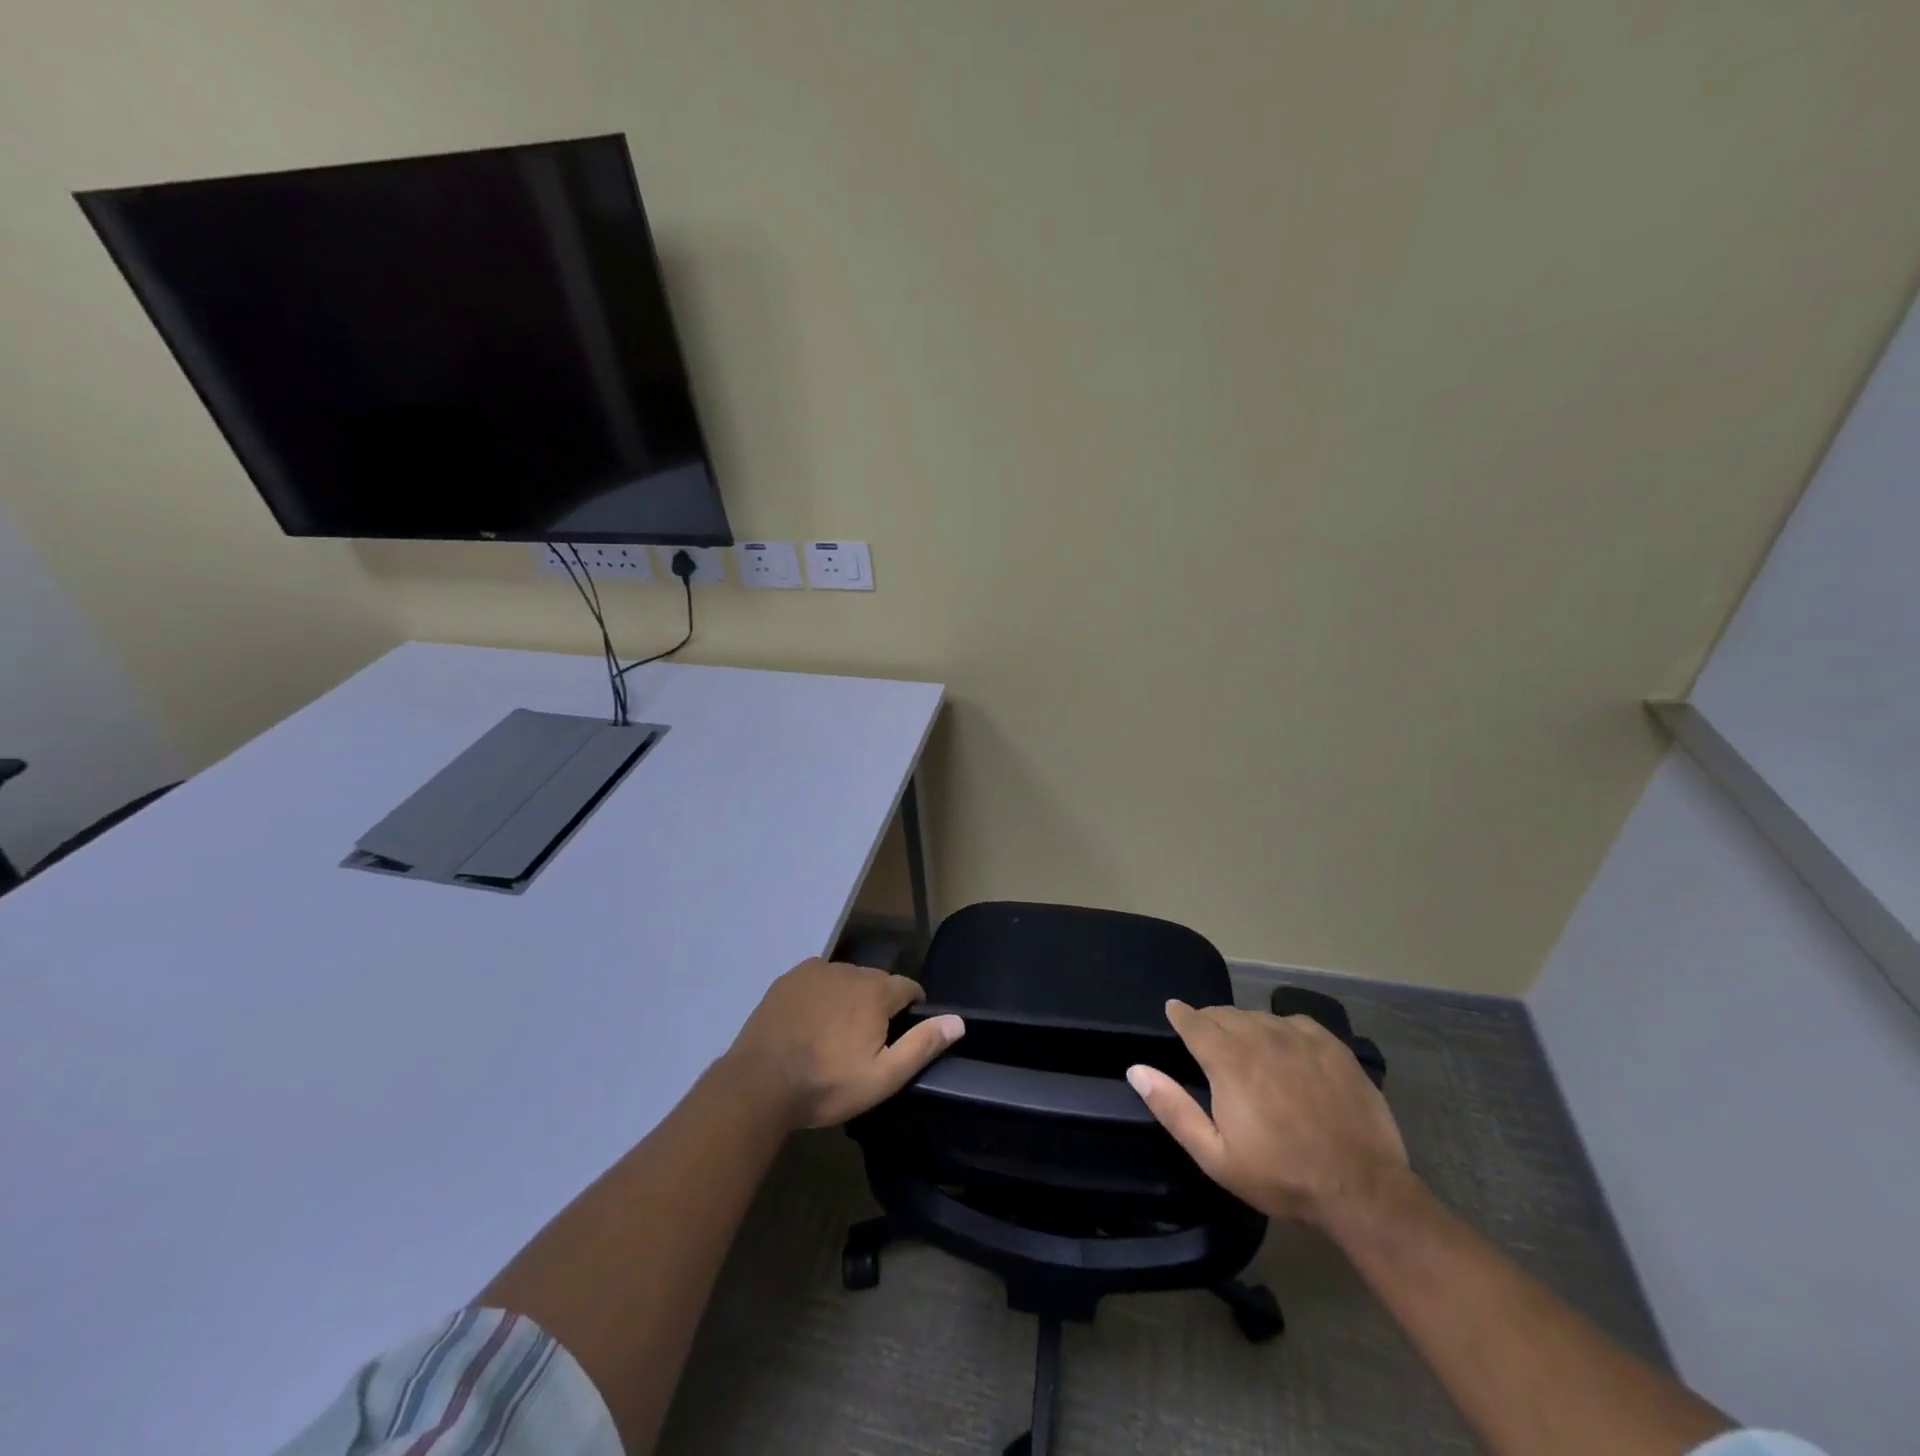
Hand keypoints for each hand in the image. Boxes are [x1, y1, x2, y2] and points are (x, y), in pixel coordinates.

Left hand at [723, 958, 965, 1129]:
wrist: (759, 1083)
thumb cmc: (827, 1084)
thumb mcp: (882, 1077)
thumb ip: (922, 1045)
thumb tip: (958, 1021)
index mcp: (876, 991)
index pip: (909, 988)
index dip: (912, 1009)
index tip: (902, 1034)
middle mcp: (849, 970)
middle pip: (877, 982)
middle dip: (879, 1004)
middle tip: (866, 1041)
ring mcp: (815, 971)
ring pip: (846, 979)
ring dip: (850, 998)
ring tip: (836, 1033)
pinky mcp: (788, 979)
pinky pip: (818, 980)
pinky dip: (821, 994)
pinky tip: (810, 1021)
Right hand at [1127, 1000, 1409, 1226]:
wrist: (1362, 1188)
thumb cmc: (1281, 1175)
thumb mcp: (1215, 1155)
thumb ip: (1173, 1108)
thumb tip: (1136, 1069)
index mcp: (1227, 1060)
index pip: (1194, 1021)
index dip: (1180, 1014)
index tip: (1172, 1010)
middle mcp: (1259, 1036)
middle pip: (1224, 1015)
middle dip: (1210, 1022)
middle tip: (1208, 1042)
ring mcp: (1298, 1037)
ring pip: (1257, 1016)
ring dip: (1243, 1026)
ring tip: (1245, 1048)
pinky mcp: (1331, 1045)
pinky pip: (1293, 1022)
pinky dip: (1279, 1029)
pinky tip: (1285, 1050)